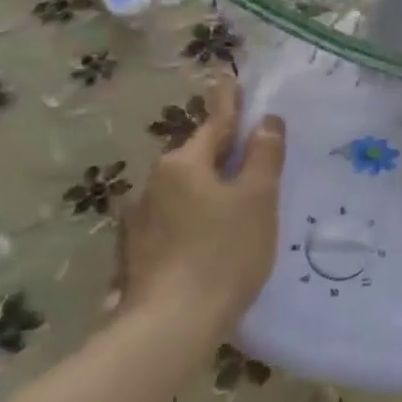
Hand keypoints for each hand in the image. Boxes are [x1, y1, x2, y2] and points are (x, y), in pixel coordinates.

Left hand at [112, 76, 284, 325]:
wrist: (169, 327)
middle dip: (219, 155)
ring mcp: (138, 220)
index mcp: (184, 163)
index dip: (228, 101)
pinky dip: (189, 223)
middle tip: (246, 159)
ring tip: (229, 210)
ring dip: (203, 192)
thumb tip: (267, 121)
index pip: (215, 123)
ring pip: (181, 192)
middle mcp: (154, 183)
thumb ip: (264, 156)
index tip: (226, 75)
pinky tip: (202, 245)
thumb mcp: (257, 199)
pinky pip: (169, 223)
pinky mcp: (134, 253)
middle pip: (196, 159)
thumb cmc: (223, 253)